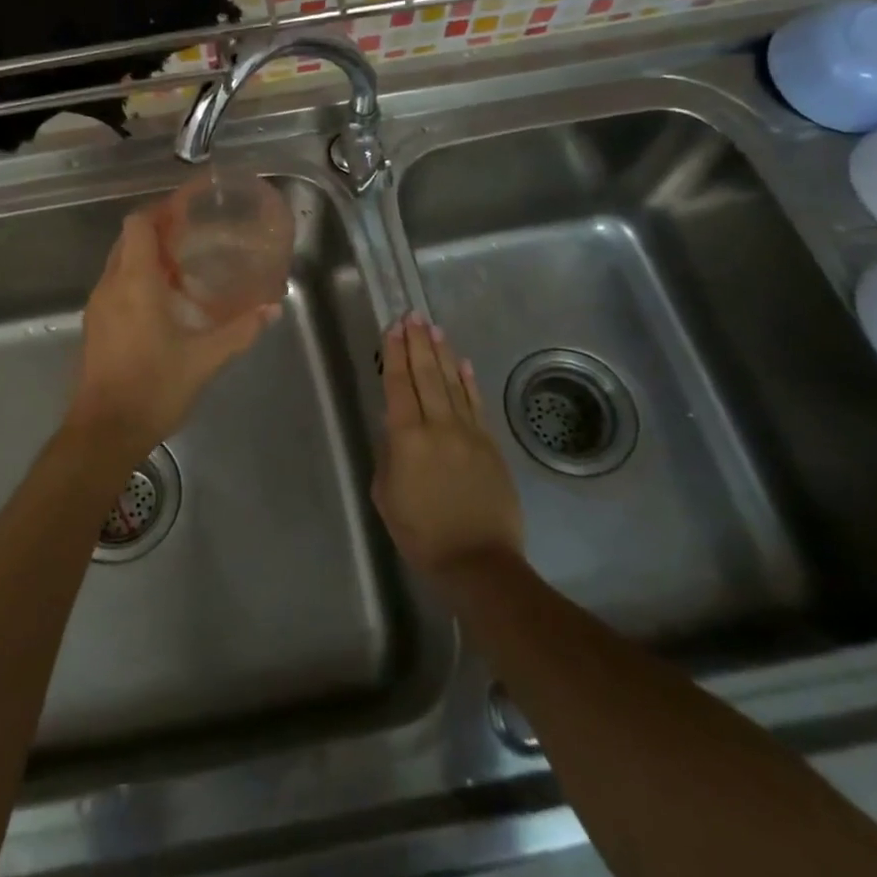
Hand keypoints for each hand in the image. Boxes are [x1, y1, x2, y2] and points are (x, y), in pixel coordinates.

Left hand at [65, 207, 278, 470]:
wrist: (103, 432)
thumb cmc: (153, 388)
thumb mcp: (204, 359)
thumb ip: (240, 330)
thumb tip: (272, 308)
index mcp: (134, 282)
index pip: (138, 224)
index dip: (161, 210)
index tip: (189, 209)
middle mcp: (110, 286)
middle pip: (128, 240)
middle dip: (157, 231)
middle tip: (193, 235)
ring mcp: (98, 307)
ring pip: (119, 263)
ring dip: (147, 257)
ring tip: (184, 266)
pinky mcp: (95, 326)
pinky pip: (116, 286)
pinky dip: (137, 280)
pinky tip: (165, 302)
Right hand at [373, 314, 523, 581]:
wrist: (478, 561)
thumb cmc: (421, 533)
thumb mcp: (386, 495)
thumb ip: (389, 455)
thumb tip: (396, 430)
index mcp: (407, 438)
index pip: (399, 385)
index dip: (395, 354)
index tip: (393, 328)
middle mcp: (438, 426)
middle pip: (426, 375)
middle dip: (417, 343)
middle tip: (412, 316)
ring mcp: (469, 433)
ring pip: (452, 383)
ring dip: (442, 353)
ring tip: (434, 328)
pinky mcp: (490, 445)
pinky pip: (476, 404)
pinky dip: (468, 381)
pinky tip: (462, 363)